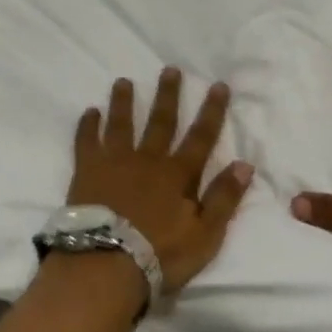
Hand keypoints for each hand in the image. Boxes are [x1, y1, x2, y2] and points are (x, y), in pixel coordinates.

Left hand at [68, 69, 254, 294]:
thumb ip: (224, 198)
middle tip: (170, 69)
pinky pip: (86, 141)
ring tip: (123, 81)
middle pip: (160, 121)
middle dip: (167, 94)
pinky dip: (88, 125)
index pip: (201, 136)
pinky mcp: (87, 170)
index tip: (218, 85)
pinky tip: (90, 111)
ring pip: (121, 123)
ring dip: (123, 101)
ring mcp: (114, 161)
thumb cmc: (160, 253)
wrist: (107, 263)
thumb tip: (245, 164)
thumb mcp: (205, 234)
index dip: (212, 111)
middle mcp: (147, 159)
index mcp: (177, 174)